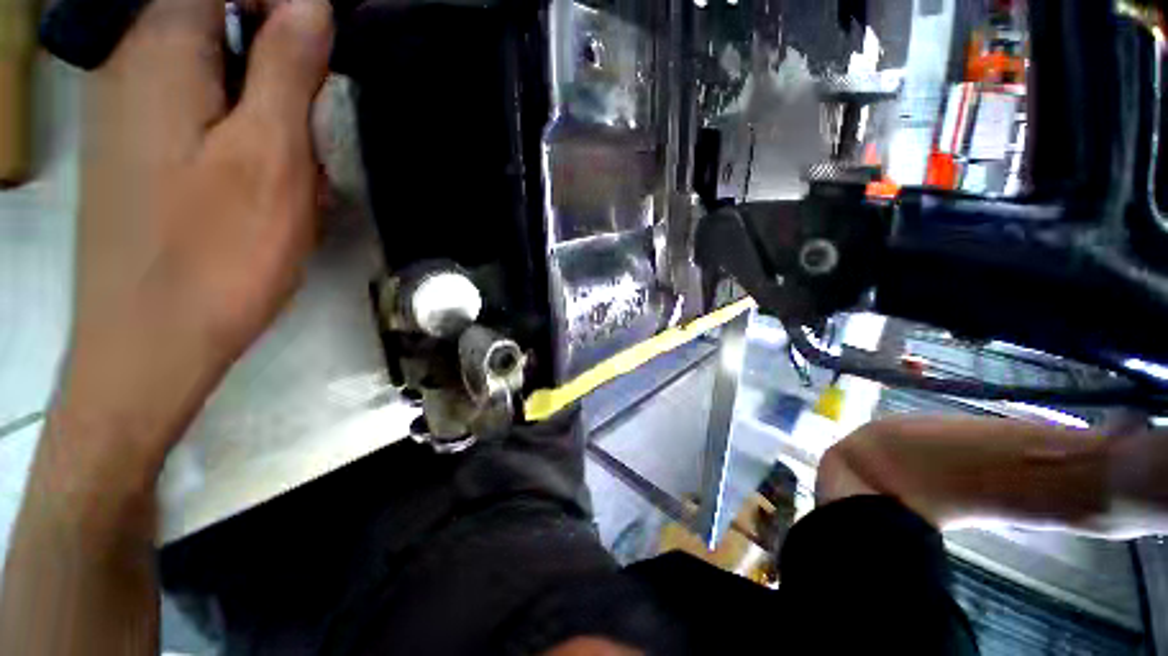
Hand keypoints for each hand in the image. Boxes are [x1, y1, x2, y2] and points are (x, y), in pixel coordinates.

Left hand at [53, 0, 333, 484]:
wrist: (152, 341)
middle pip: (225, 23)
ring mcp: (135, 106)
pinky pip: (208, 110)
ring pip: (223, 71)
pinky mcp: (145, 147)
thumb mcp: (270, 156)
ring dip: (271, 110)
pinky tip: (268, 184)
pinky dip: (249, 135)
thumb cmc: (215, 253)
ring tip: (296, 174)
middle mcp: (136, 61)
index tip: (329, 47)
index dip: (286, 5)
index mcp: (162, 48)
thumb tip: (310, 3)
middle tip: (313, 131)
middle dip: (283, 66)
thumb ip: (285, 68)